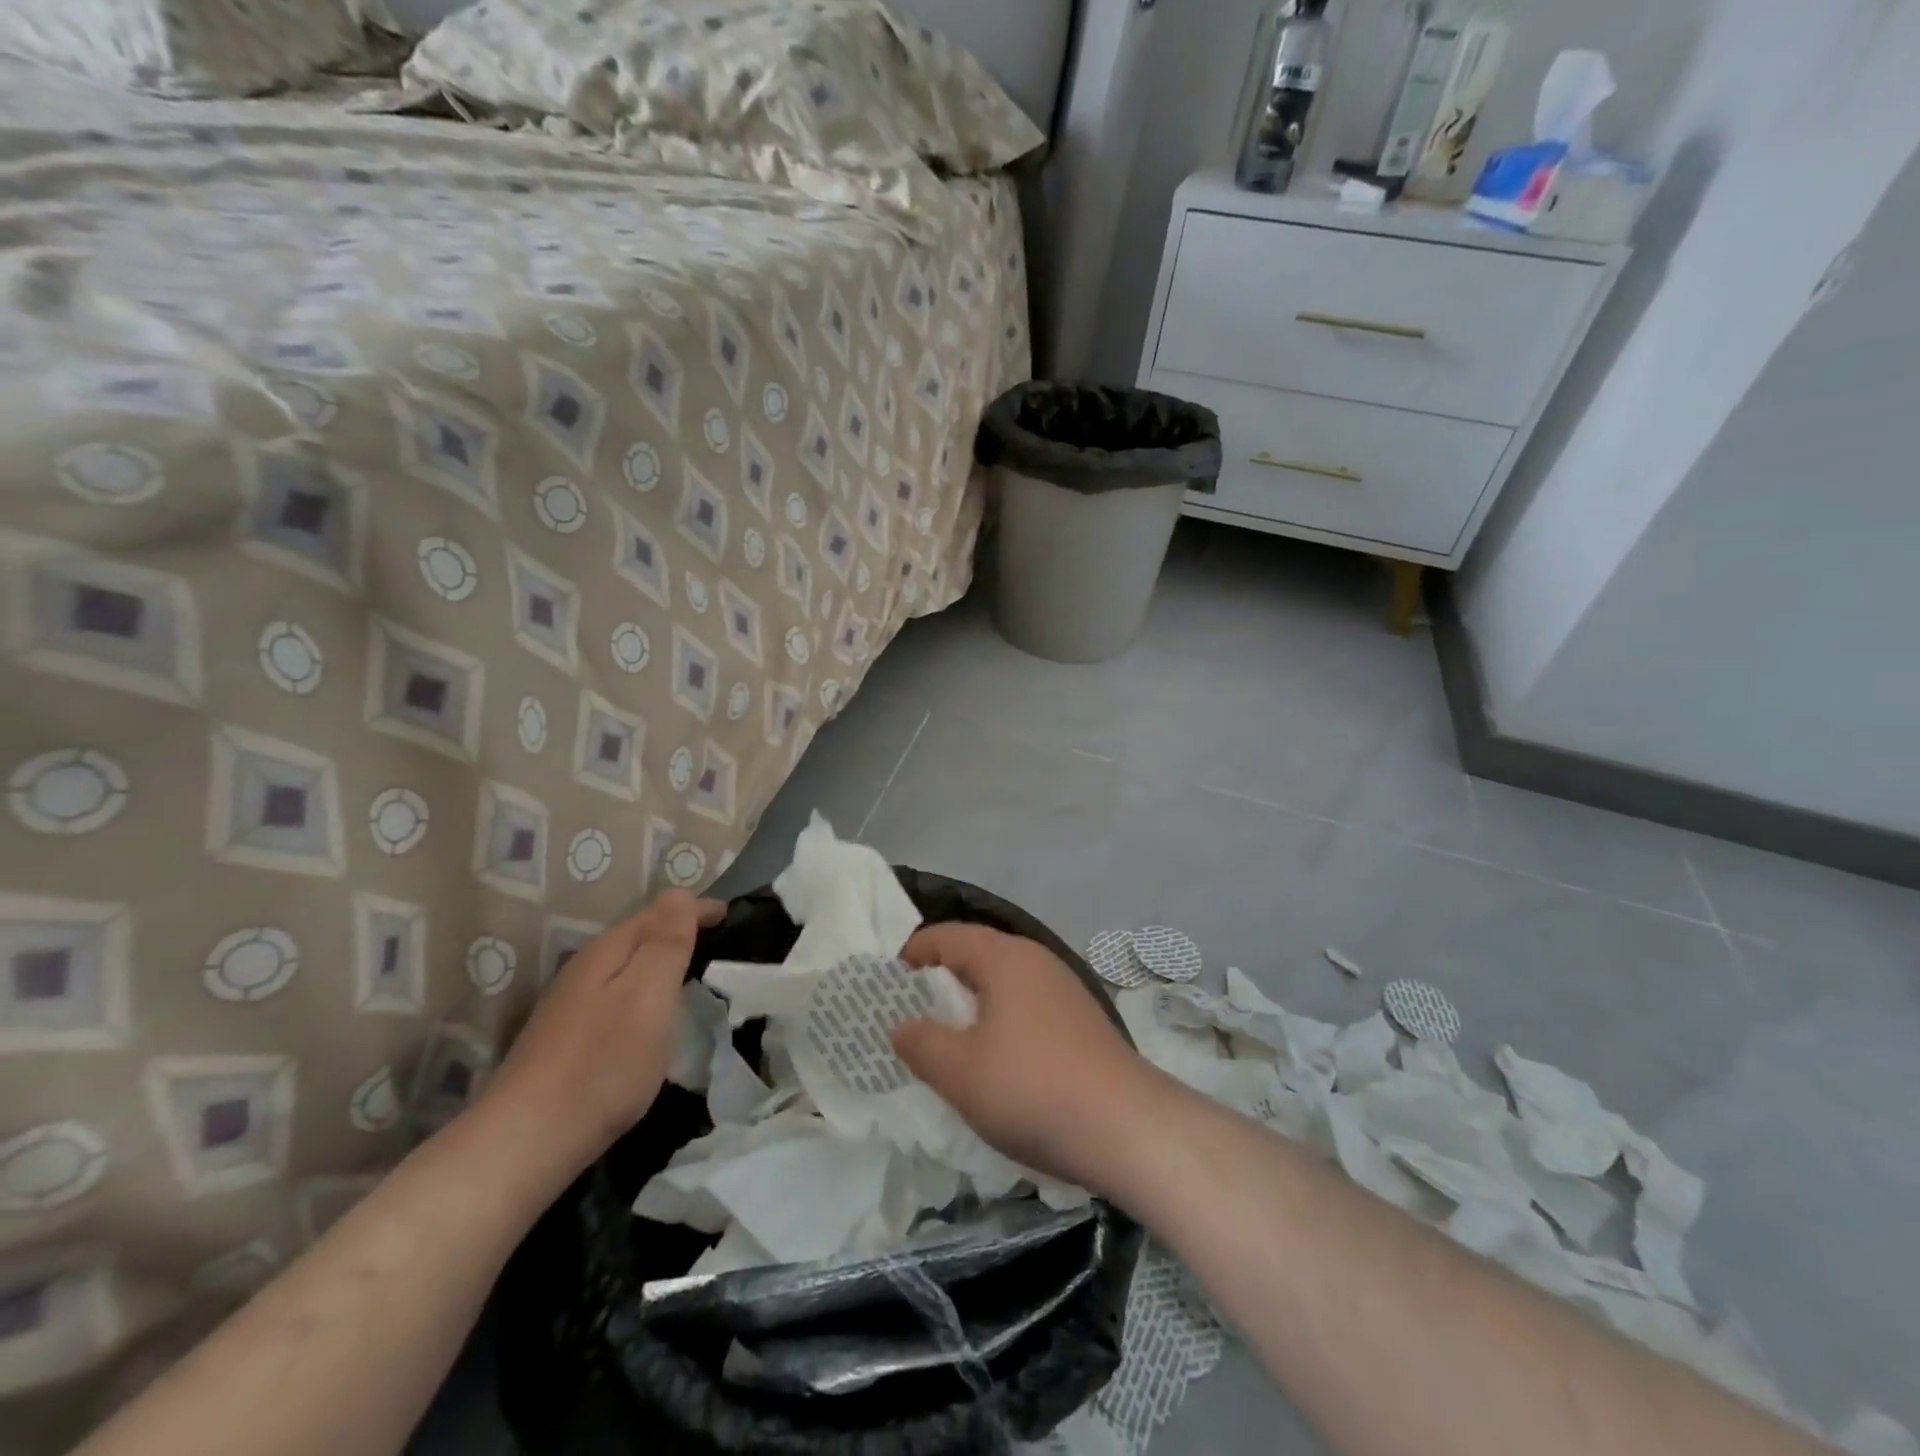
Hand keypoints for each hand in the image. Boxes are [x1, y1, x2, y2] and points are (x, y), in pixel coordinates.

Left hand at [480, 890, 724, 1185]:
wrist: (525, 1143)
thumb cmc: (602, 1064)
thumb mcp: (647, 996)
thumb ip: (665, 943)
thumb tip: (678, 893)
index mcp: (608, 952)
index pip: (660, 912)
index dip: (697, 909)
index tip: (731, 914)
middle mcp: (585, 968)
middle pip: (639, 934)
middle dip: (678, 930)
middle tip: (718, 939)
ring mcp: (570, 1004)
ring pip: (625, 965)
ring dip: (659, 960)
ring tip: (692, 971)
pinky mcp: (565, 1038)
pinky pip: (616, 994)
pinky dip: (642, 990)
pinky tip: (650, 1015)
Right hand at [891, 922, 1162, 1193]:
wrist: (1128, 1129)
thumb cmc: (1032, 1088)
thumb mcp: (960, 1071)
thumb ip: (921, 1043)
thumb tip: (902, 1026)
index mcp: (1005, 958)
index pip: (947, 936)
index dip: (912, 954)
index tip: (885, 985)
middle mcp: (1036, 962)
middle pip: (976, 957)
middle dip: (939, 984)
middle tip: (909, 1018)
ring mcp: (1064, 991)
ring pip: (1003, 986)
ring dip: (971, 1008)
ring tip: (947, 1045)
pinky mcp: (1081, 1023)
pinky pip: (1026, 1009)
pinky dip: (1000, 1025)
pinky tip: (995, 1065)